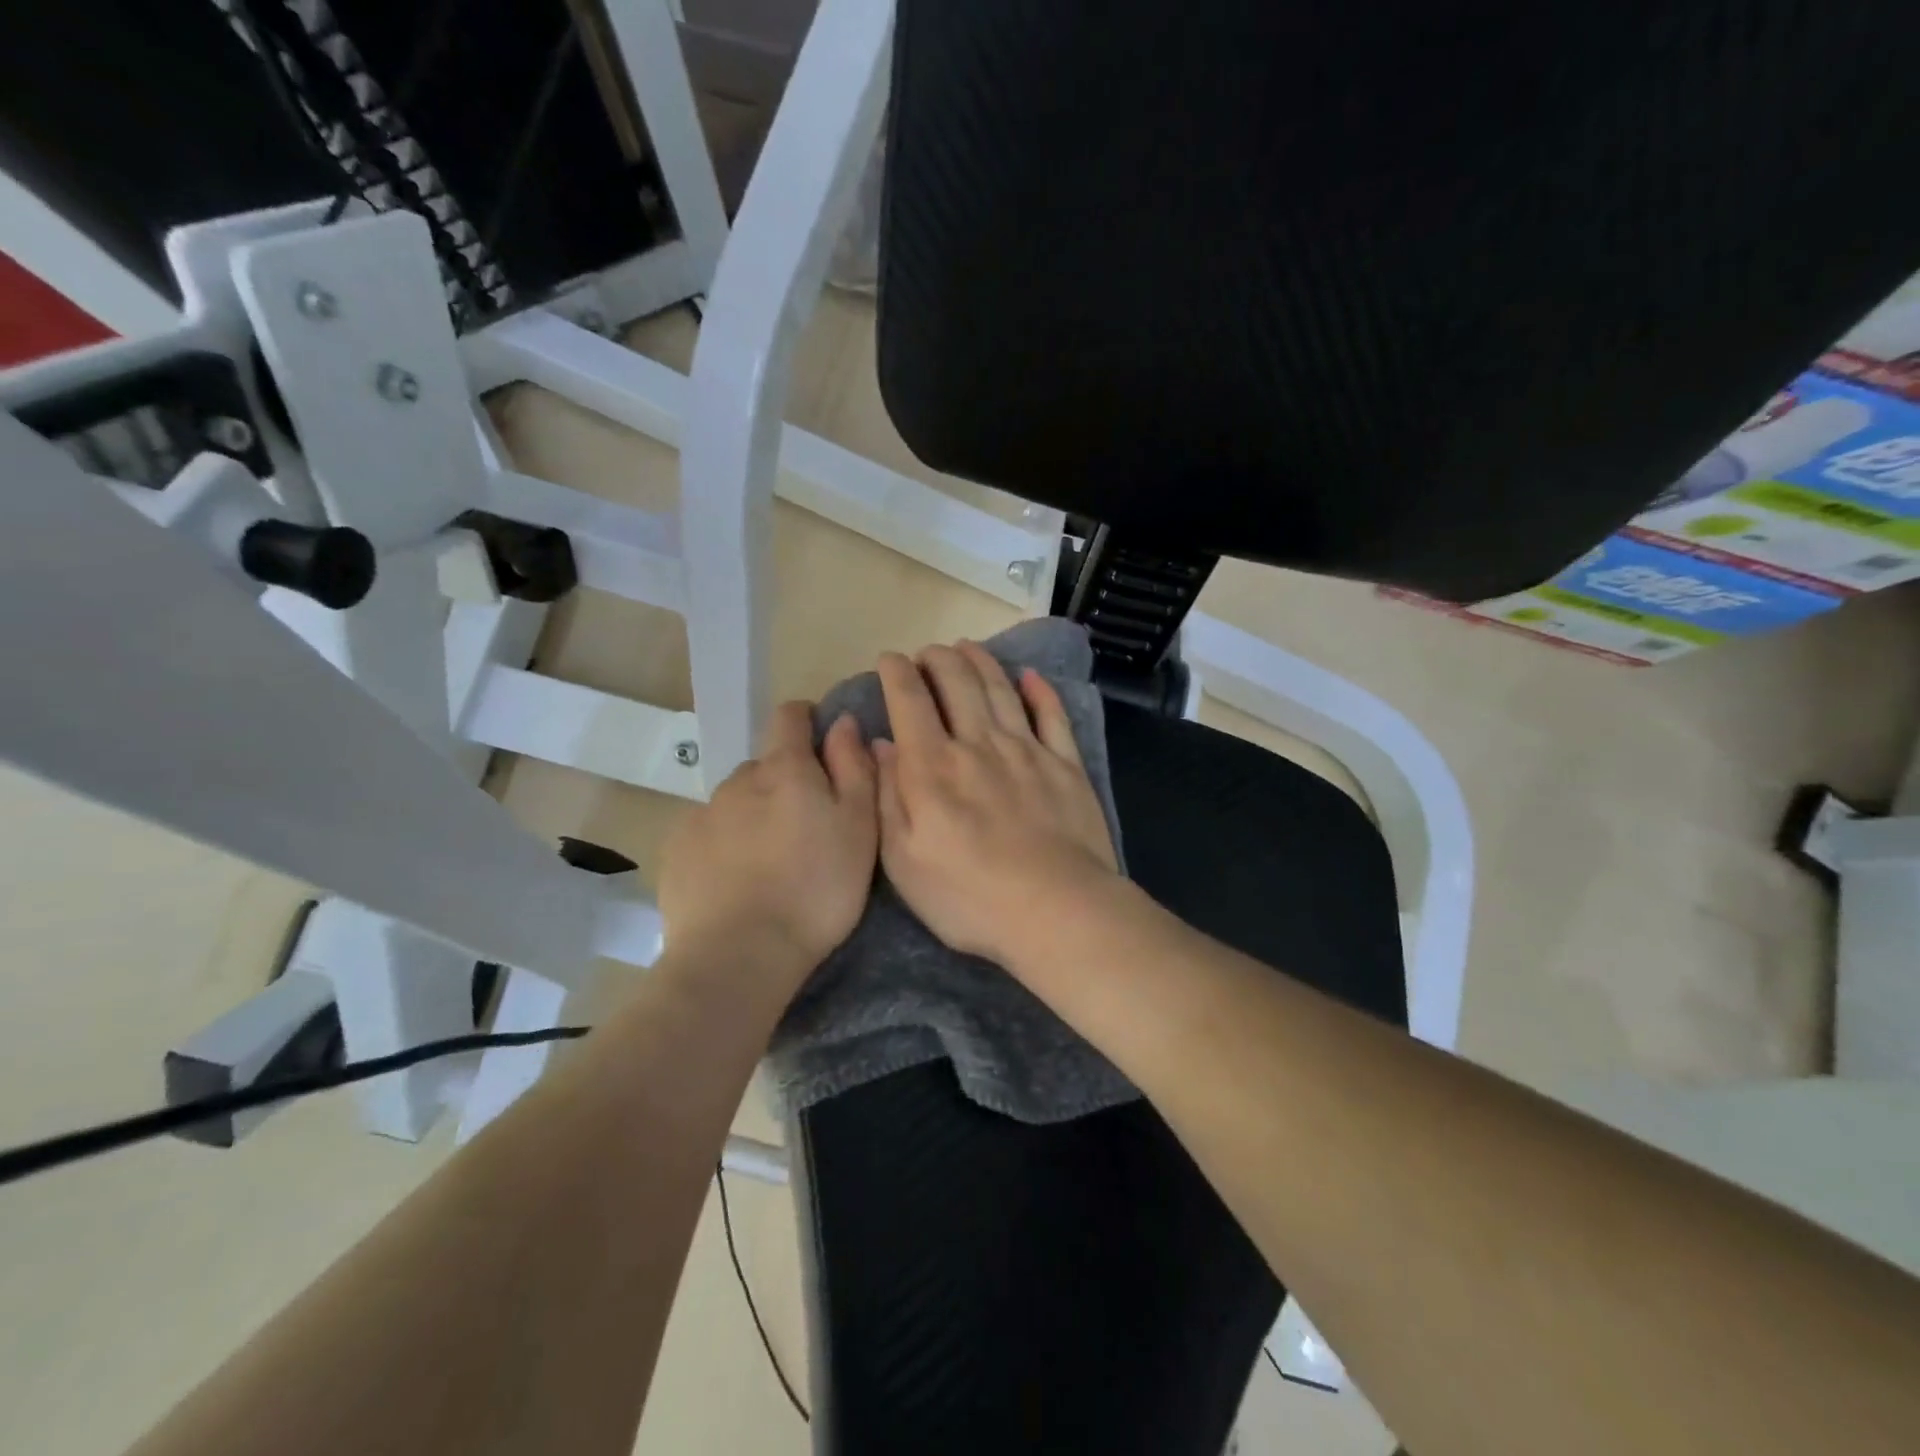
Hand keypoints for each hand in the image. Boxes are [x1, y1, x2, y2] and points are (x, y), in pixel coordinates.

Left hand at [658, 702, 877, 974]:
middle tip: (805, 826)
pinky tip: (736, 880)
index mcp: (785, 770)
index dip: (807, 719)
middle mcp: (738, 781)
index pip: (790, 717)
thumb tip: (843, 721)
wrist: (739, 956)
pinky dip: (724, 843)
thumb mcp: (858, 828)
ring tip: (770, 860)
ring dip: (753, 814)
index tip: (821, 741)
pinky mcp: (676, 850)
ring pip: (735, 800)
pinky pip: (707, 832)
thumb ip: (854, 768)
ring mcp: (702, 815)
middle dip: (784, 782)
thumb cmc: (816, 890)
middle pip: (764, 765)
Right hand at [874, 641, 1119, 966]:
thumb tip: (881, 745)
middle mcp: (978, 744)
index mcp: (933, 767)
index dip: (896, 673)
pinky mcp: (1066, 765)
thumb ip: (889, 798)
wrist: (1057, 910)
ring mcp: (1027, 751)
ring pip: (1000, 690)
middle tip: (927, 652)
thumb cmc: (970, 897)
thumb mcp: (904, 861)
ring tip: (967, 648)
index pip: (909, 701)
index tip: (889, 659)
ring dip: (981, 663)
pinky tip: (1031, 677)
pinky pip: (1052, 715)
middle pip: (957, 683)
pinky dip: (1040, 691)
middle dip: (938, 659)